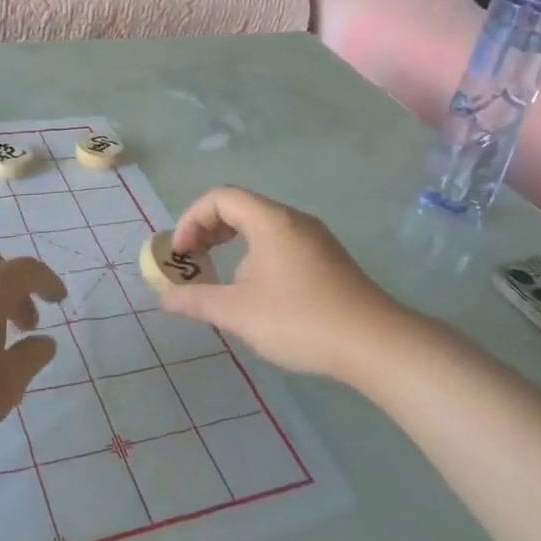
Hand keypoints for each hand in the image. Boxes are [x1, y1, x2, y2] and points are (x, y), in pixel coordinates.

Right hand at [161, 187, 410, 385]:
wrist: (374, 343)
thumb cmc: (300, 320)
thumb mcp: (239, 312)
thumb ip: (197, 300)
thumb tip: (165, 297)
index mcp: (271, 221)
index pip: (220, 198)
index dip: (192, 219)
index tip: (182, 254)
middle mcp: (294, 220)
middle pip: (241, 207)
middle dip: (209, 230)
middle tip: (195, 260)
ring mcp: (315, 239)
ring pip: (263, 226)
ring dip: (233, 244)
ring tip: (222, 279)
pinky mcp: (328, 259)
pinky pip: (281, 243)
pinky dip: (256, 254)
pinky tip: (257, 292)